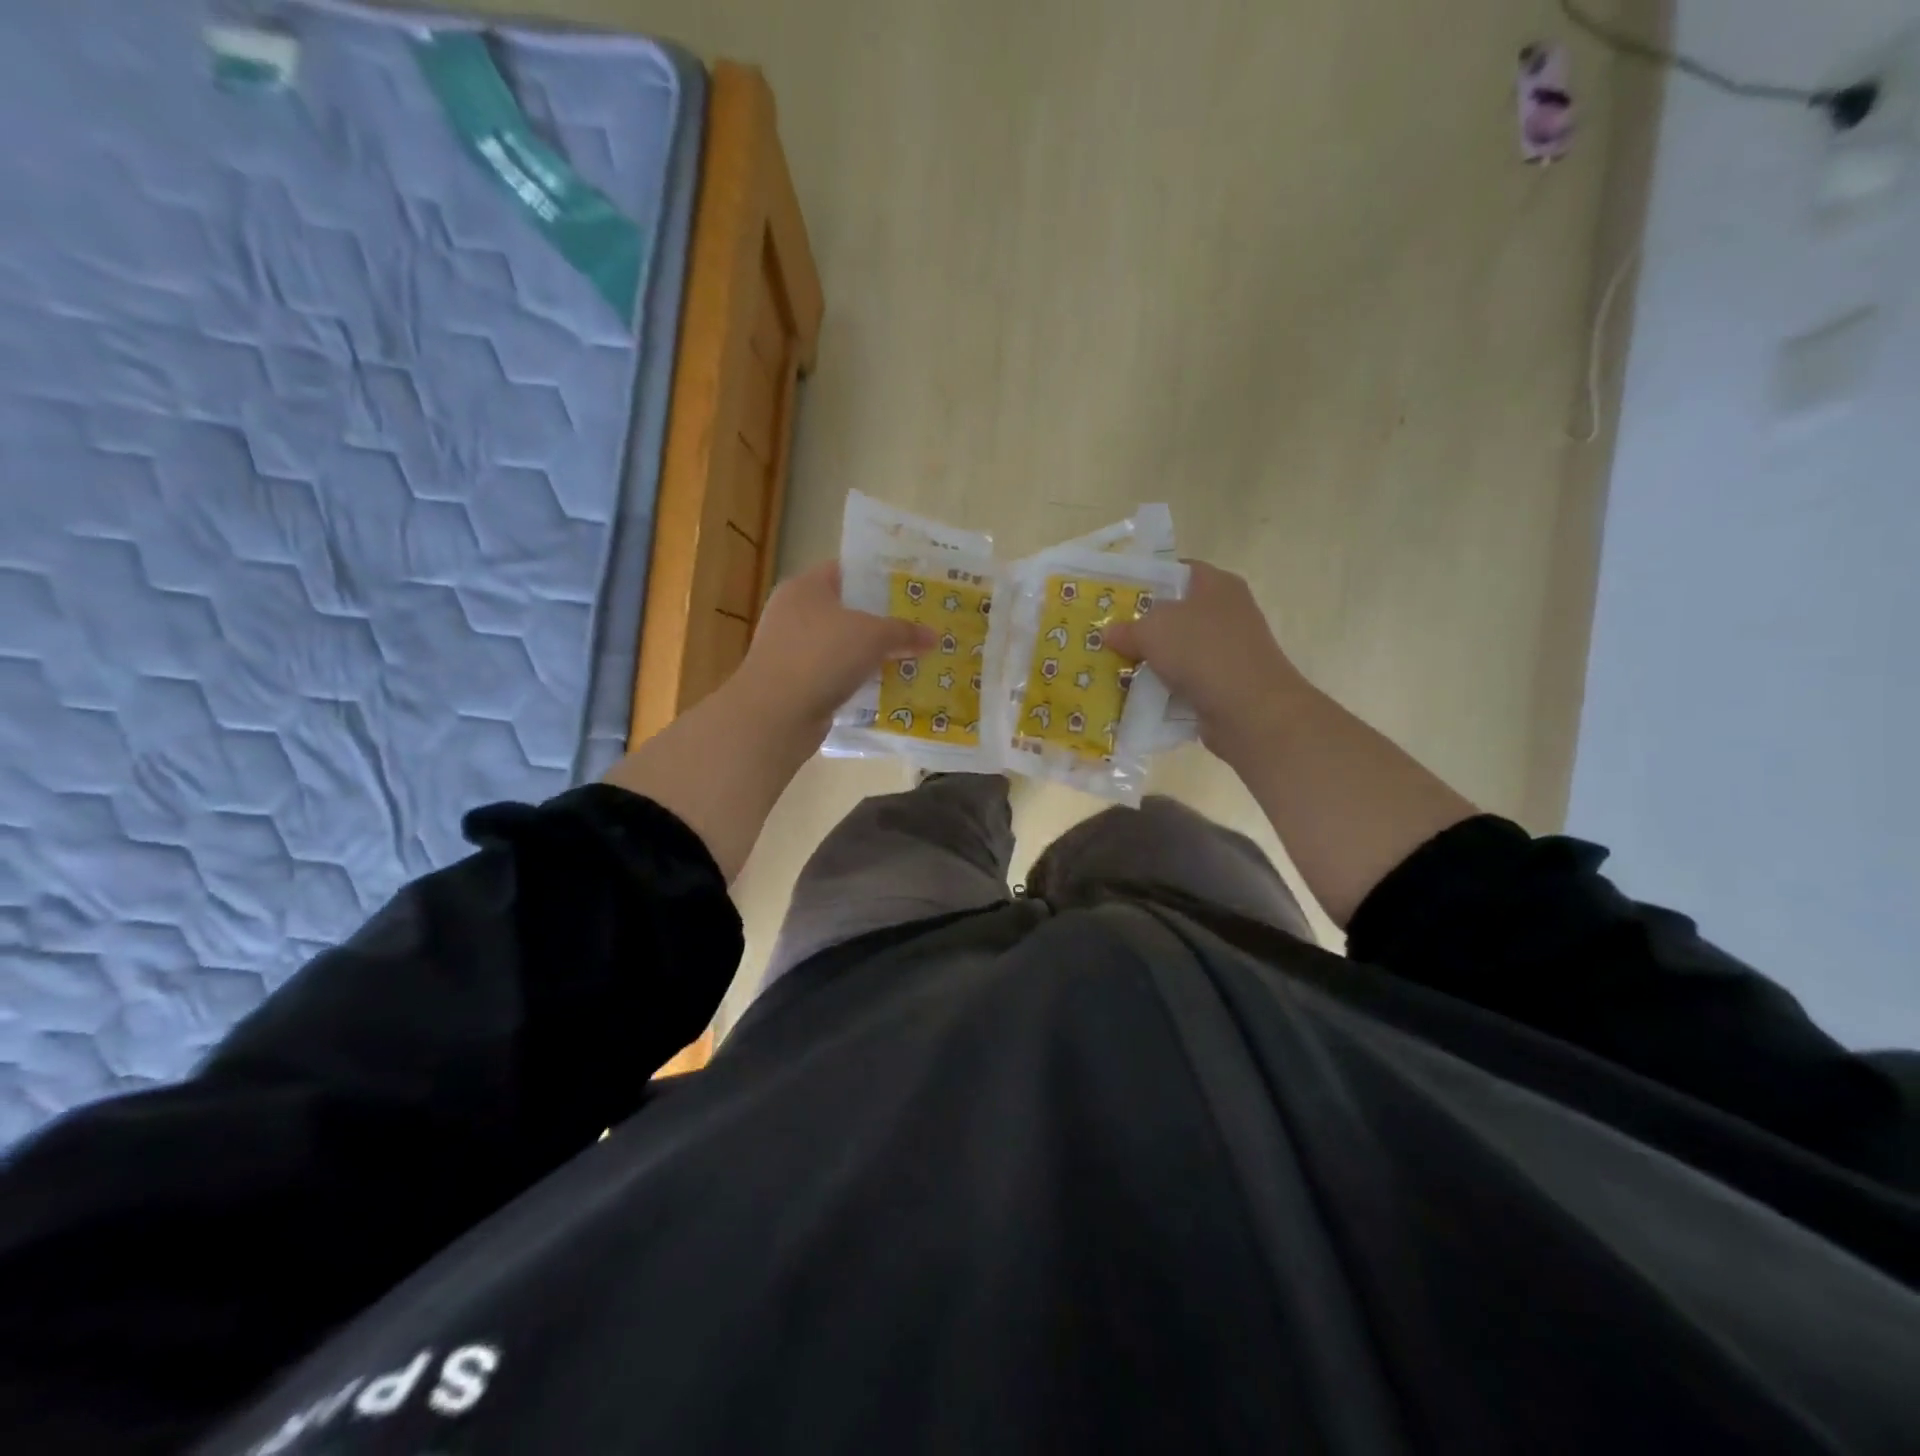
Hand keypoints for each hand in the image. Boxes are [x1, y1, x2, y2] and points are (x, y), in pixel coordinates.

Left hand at [730, 561, 933, 740]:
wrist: (775, 714)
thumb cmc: (822, 656)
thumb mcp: (872, 636)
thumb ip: (904, 632)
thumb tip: (933, 636)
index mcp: (805, 587)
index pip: (846, 571)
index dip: (879, 578)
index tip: (911, 588)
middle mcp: (793, 613)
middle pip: (846, 611)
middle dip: (881, 621)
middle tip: (918, 626)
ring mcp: (791, 650)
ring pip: (842, 646)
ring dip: (871, 655)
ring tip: (910, 658)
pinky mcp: (795, 683)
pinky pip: (835, 675)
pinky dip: (857, 680)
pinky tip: (886, 688)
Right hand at [1104, 561, 1311, 759]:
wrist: (1250, 711)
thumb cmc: (1203, 652)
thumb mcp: (1153, 630)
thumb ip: (1127, 628)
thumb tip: (1109, 632)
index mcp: (1217, 585)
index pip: (1178, 572)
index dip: (1147, 581)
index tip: (1116, 596)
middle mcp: (1227, 613)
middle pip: (1175, 614)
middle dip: (1142, 626)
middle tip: (1107, 635)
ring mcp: (1228, 651)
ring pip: (1178, 650)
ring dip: (1151, 661)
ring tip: (1113, 666)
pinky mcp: (1225, 684)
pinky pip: (1185, 681)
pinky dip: (1164, 688)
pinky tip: (1136, 696)